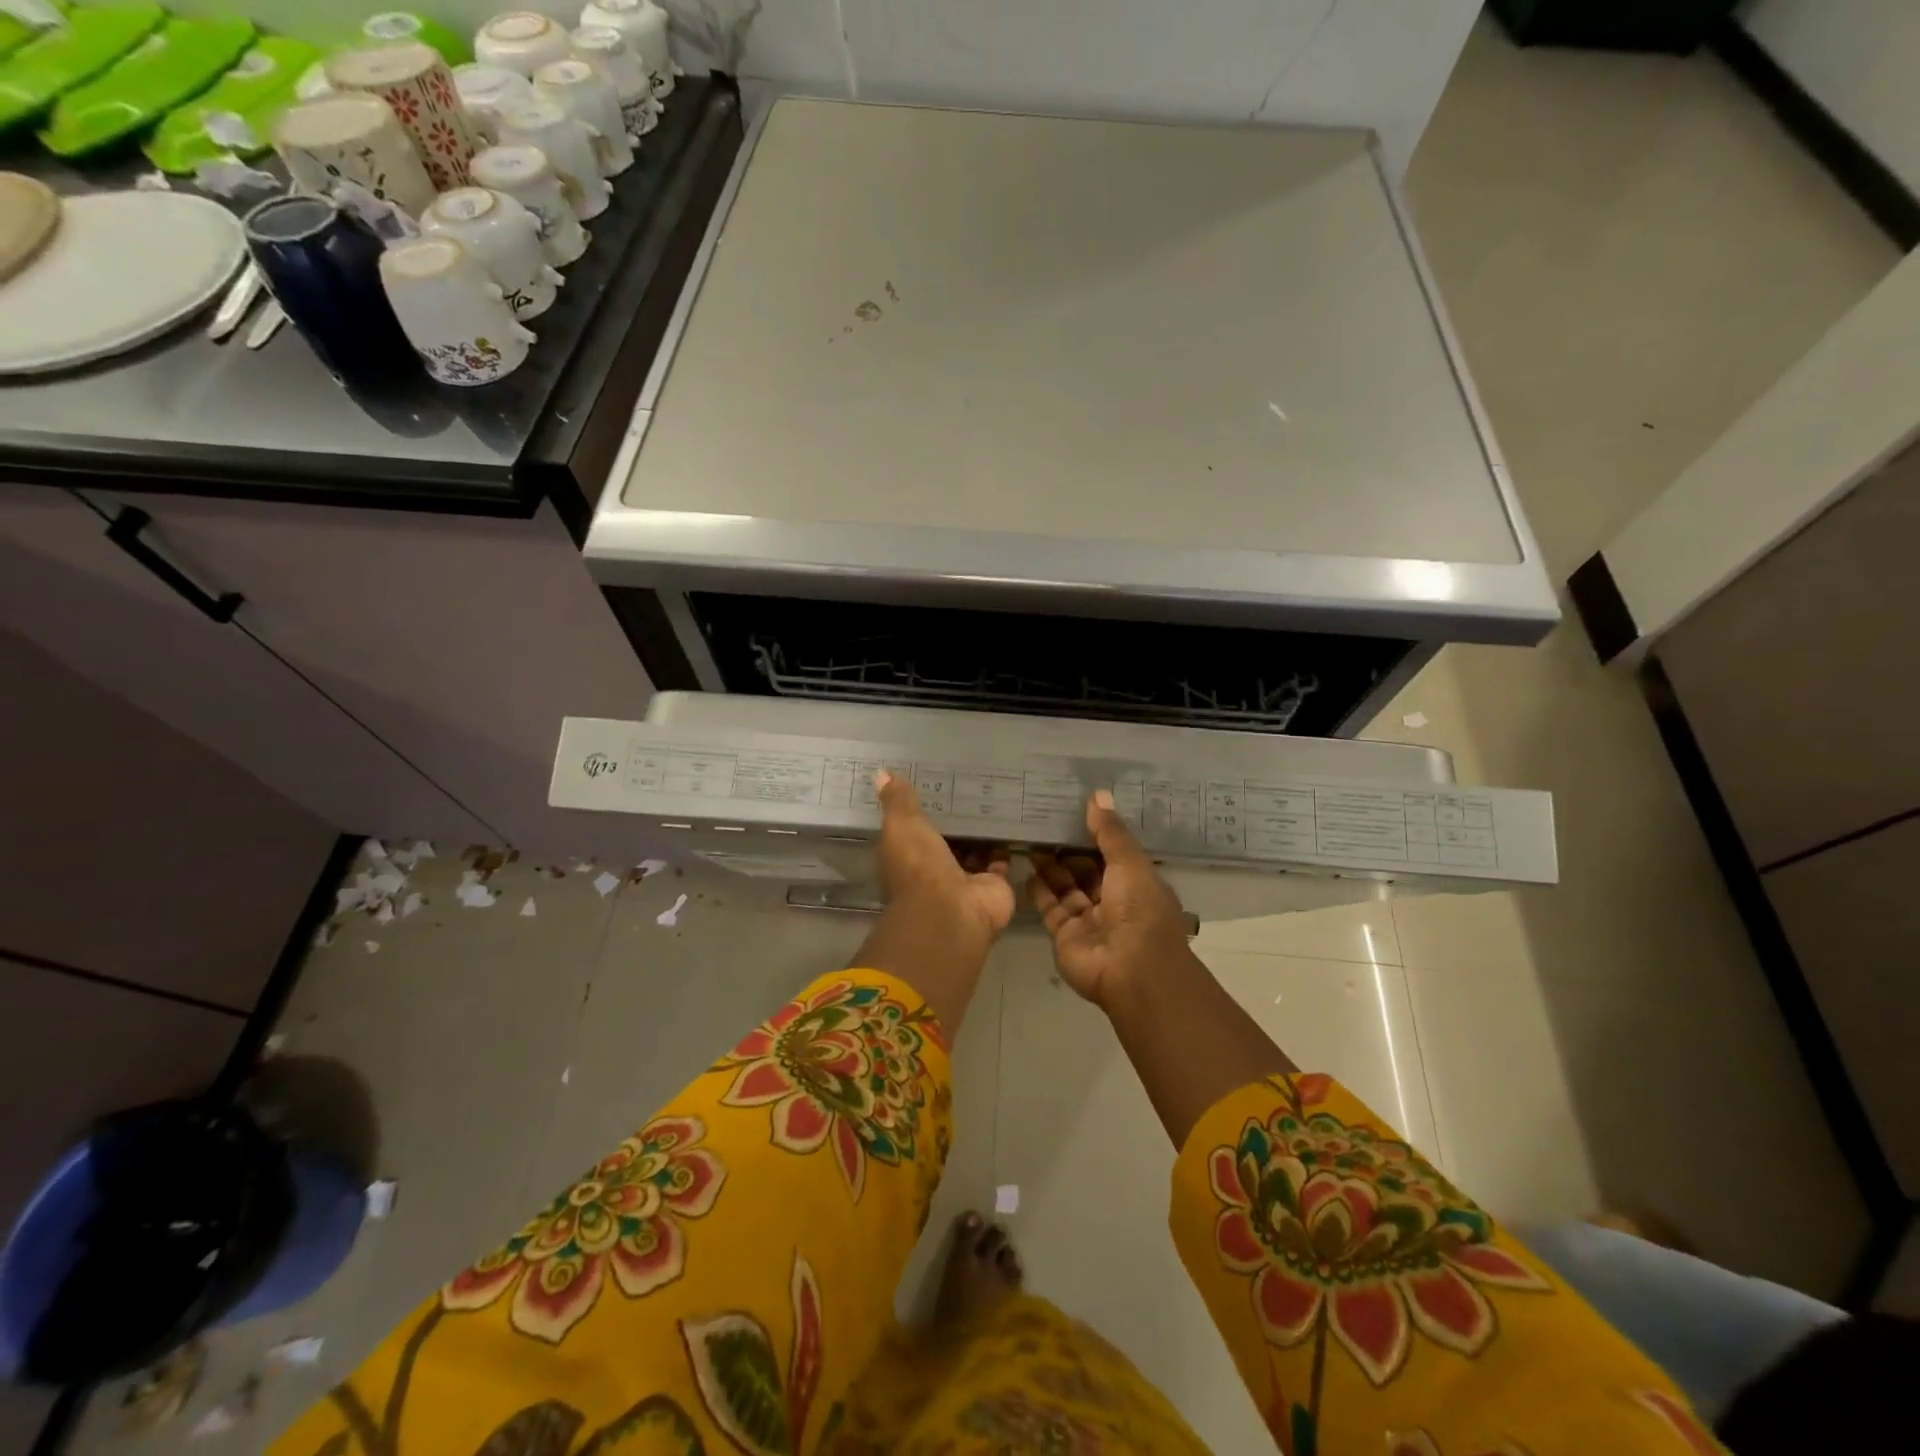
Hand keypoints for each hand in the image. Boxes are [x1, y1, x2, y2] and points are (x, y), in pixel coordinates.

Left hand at [876, 770, 1014, 949]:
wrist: (952, 910)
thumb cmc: (919, 866)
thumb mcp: (902, 826)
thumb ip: (896, 801)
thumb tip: (881, 772)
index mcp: (907, 857)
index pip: (913, 830)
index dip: (921, 810)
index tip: (933, 783)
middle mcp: (934, 870)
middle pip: (946, 840)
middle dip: (955, 819)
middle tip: (969, 783)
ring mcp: (965, 879)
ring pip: (974, 849)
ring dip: (981, 831)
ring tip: (993, 797)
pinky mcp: (993, 884)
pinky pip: (1000, 860)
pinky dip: (1004, 845)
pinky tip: (1011, 819)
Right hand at [1028, 791, 1192, 1010]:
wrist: (1131, 969)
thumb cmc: (1139, 909)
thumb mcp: (1129, 863)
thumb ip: (1110, 831)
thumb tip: (1098, 794)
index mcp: (1136, 884)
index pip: (1113, 854)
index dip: (1095, 834)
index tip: (1072, 811)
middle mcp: (1113, 902)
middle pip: (1086, 870)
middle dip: (1068, 850)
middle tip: (1043, 823)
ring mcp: (1088, 921)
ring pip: (1066, 888)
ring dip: (1050, 867)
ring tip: (1030, 840)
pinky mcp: (1066, 936)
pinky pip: (1050, 908)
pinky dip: (1039, 890)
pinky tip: (1026, 869)